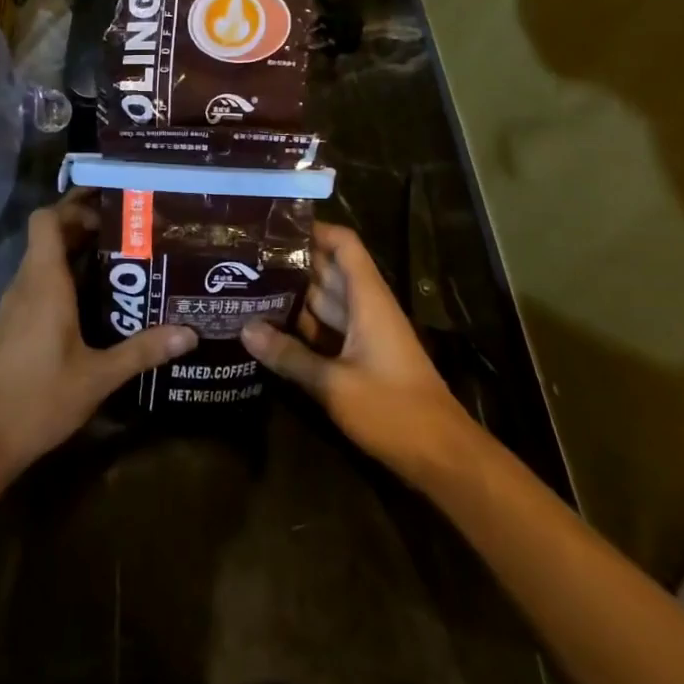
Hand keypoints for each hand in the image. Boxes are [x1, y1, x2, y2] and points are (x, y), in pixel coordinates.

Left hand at [0, 191, 195, 478]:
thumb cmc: (38, 398)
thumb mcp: (98, 376)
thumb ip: (142, 351)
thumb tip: (189, 333)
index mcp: (44, 283)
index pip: (46, 220)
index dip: (74, 208)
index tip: (111, 213)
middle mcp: (26, 284)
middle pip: (48, 236)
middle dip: (84, 227)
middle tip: (130, 232)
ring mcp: (15, 305)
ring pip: (43, 261)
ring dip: (75, 254)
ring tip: (121, 261)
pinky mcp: (13, 326)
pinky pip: (39, 285)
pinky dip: (64, 279)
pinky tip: (94, 302)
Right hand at [242, 222, 473, 483]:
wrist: (441, 456)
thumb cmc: (394, 410)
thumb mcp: (335, 384)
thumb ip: (289, 356)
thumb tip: (244, 329)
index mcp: (368, 298)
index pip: (343, 244)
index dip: (312, 229)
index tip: (271, 226)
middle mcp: (366, 307)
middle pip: (326, 269)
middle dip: (289, 261)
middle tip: (242, 257)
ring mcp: (363, 333)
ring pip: (323, 300)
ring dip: (290, 294)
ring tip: (243, 286)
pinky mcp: (360, 357)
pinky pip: (325, 329)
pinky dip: (300, 326)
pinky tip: (266, 328)